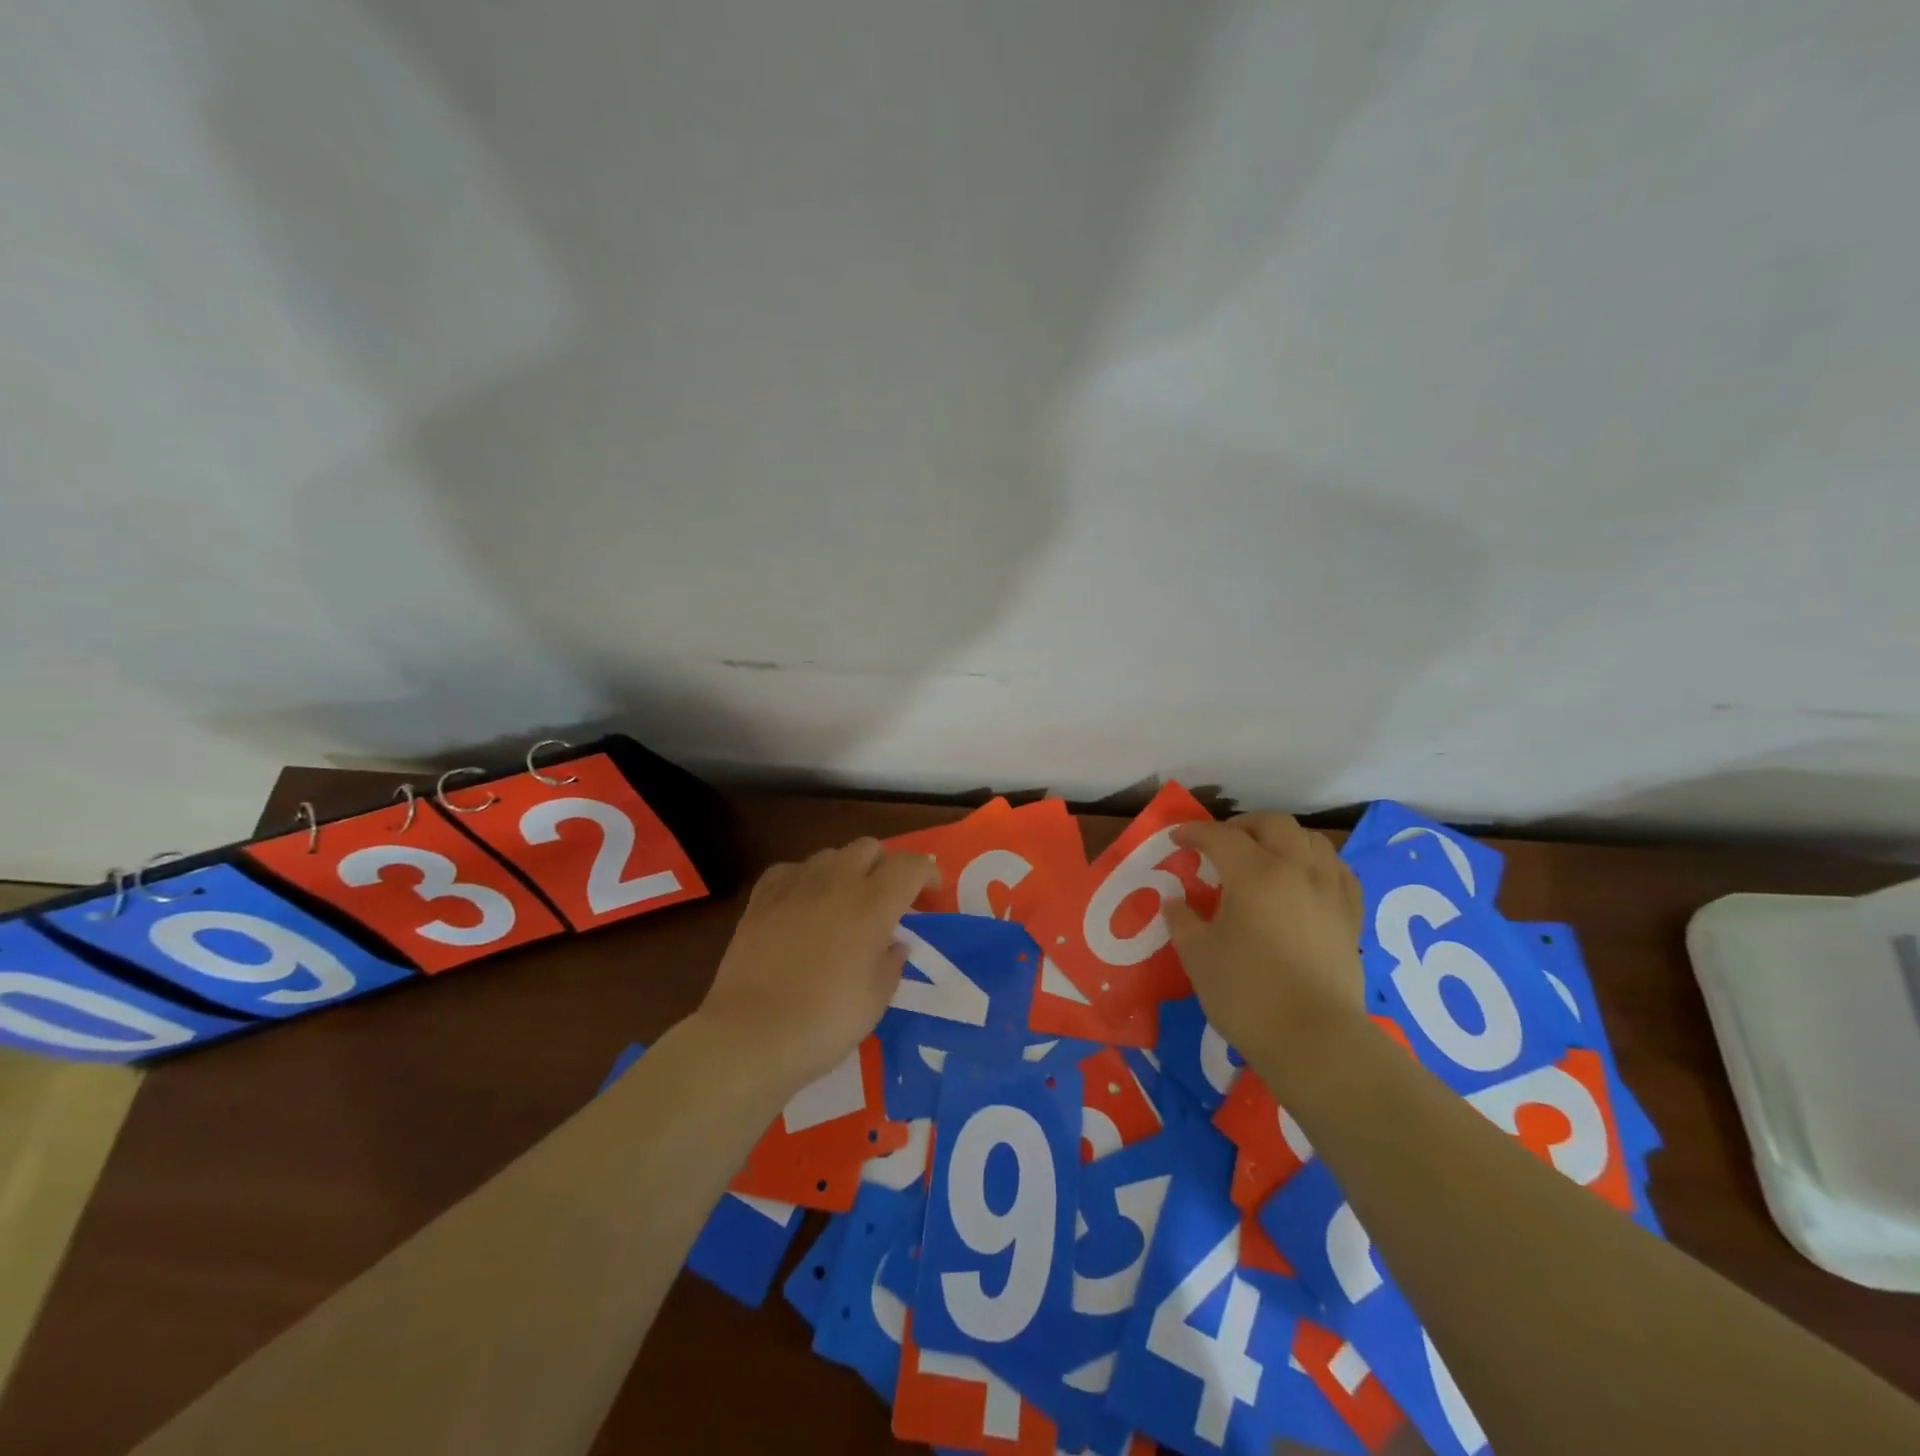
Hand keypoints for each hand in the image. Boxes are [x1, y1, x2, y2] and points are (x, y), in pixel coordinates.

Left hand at [695, 837, 937, 1092]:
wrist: (752, 1033)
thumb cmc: (825, 1021)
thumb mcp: (877, 999)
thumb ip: (892, 962)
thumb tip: (894, 943)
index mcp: (874, 904)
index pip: (912, 865)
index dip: (928, 873)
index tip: (931, 895)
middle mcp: (837, 881)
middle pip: (870, 848)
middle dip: (885, 867)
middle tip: (887, 900)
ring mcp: (796, 885)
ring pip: (831, 854)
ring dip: (846, 871)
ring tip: (844, 902)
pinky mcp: (762, 897)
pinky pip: (792, 870)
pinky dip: (806, 880)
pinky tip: (804, 904)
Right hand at [1163, 814, 1365, 1072]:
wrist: (1314, 1040)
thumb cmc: (1246, 993)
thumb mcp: (1198, 956)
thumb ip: (1183, 921)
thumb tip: (1175, 902)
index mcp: (1253, 873)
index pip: (1220, 836)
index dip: (1194, 832)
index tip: (1176, 839)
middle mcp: (1296, 870)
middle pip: (1273, 824)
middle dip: (1243, 825)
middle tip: (1221, 844)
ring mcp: (1330, 891)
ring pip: (1312, 841)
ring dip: (1283, 839)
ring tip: (1265, 857)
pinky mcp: (1351, 917)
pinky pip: (1339, 872)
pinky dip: (1317, 864)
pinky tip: (1307, 880)